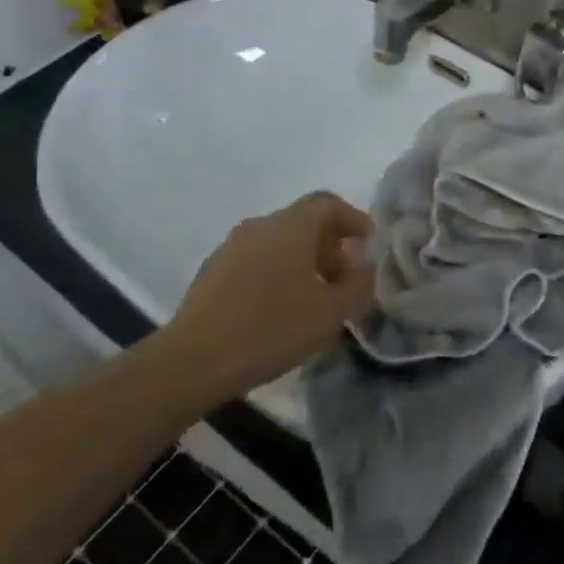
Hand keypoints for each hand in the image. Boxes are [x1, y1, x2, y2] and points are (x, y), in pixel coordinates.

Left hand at [159, 192, 375, 397]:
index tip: (369, 245)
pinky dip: (279, 273)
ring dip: (304, 261)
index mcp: (291, 226)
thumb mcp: (332, 313)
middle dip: (331, 246)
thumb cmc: (272, 329)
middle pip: (304, 222)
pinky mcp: (213, 271)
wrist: (194, 360)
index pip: (328, 203)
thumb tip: (368, 268)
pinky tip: (282, 308)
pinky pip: (258, 260)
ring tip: (316, 298)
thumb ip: (359, 286)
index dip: (354, 219)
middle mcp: (260, 226)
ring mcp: (232, 247)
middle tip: (346, 280)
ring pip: (279, 242)